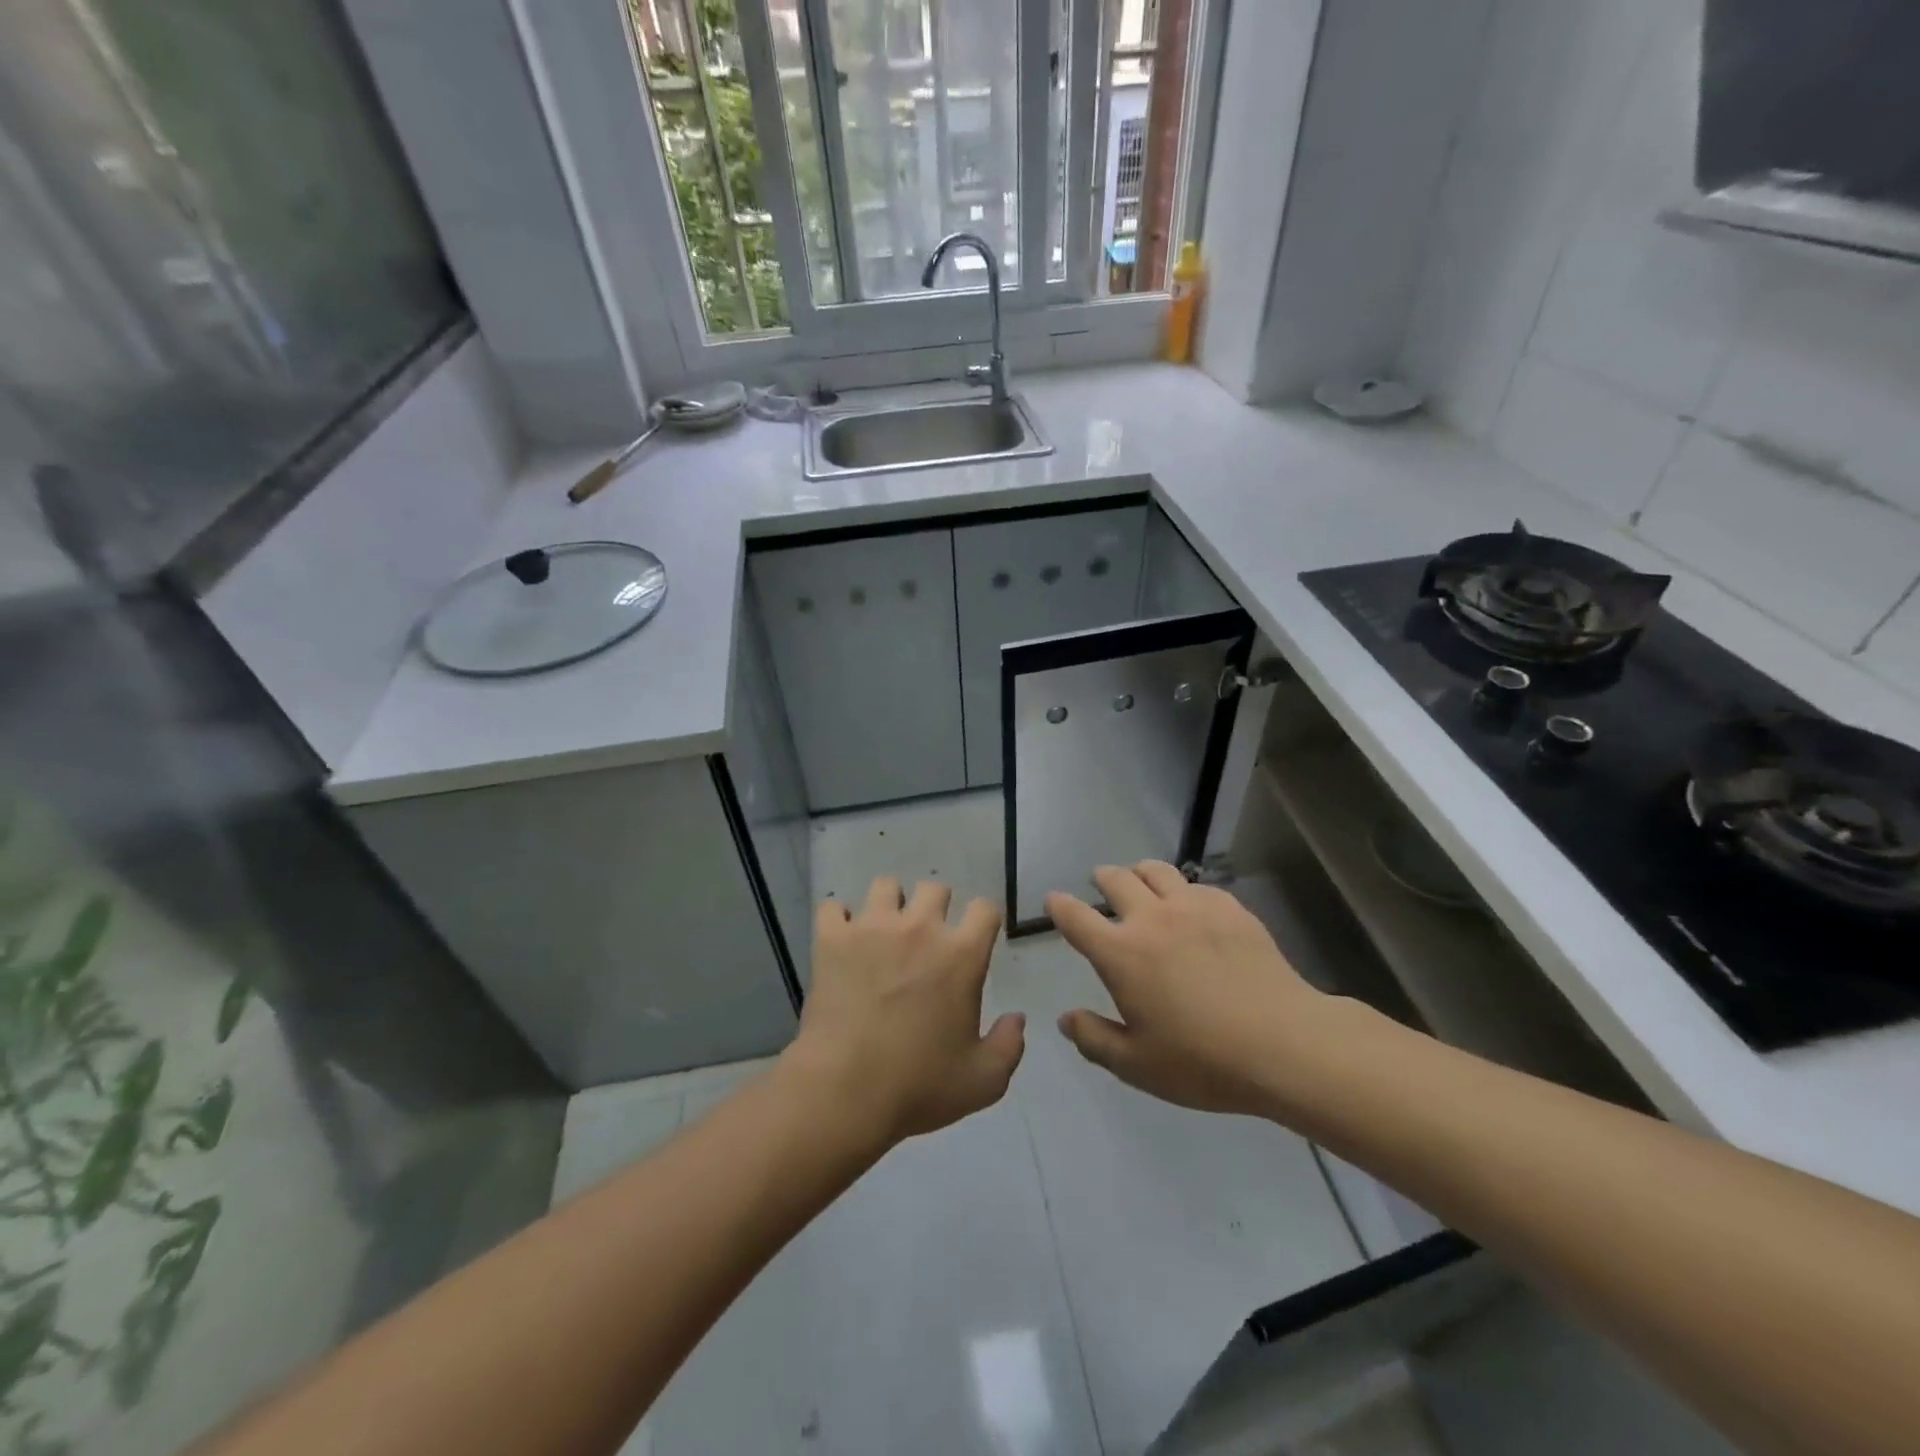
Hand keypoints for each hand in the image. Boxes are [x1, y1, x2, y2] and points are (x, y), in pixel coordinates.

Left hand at [784, 876, 1023, 1147]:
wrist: (844, 1091)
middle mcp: (919, 928)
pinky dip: (838, 920)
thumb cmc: (919, 1087)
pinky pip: (832, 907)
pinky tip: (842, 940)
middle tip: (926, 939)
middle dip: (935, 908)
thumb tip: (1017, 1018)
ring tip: (883, 932)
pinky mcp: (832, 939)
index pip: (985, 908)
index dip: (983, 920)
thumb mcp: (983, 1081)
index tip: (976, 938)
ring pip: (886, 886)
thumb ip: (1009, 1045)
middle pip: (934, 888)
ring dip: (889, 905)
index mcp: (961, 955)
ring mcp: (872, 928)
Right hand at [1047, 862, 1328, 1115]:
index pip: (1076, 917)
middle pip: (1115, 879)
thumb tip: (1066, 1019)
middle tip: (1100, 883)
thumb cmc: (1202, 1061)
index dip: (1059, 905)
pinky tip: (1193, 907)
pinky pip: (1197, 885)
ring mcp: (1194, 907)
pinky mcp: (1231, 908)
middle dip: (1102, 878)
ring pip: (1156, 870)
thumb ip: (1094, 1039)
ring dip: (1140, 872)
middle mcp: (1151, 918)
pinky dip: (1184, 890)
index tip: (1054, 900)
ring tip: (1142, 881)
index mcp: (1120, 953)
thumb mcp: (1137, 1066)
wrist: (1283, 1044)